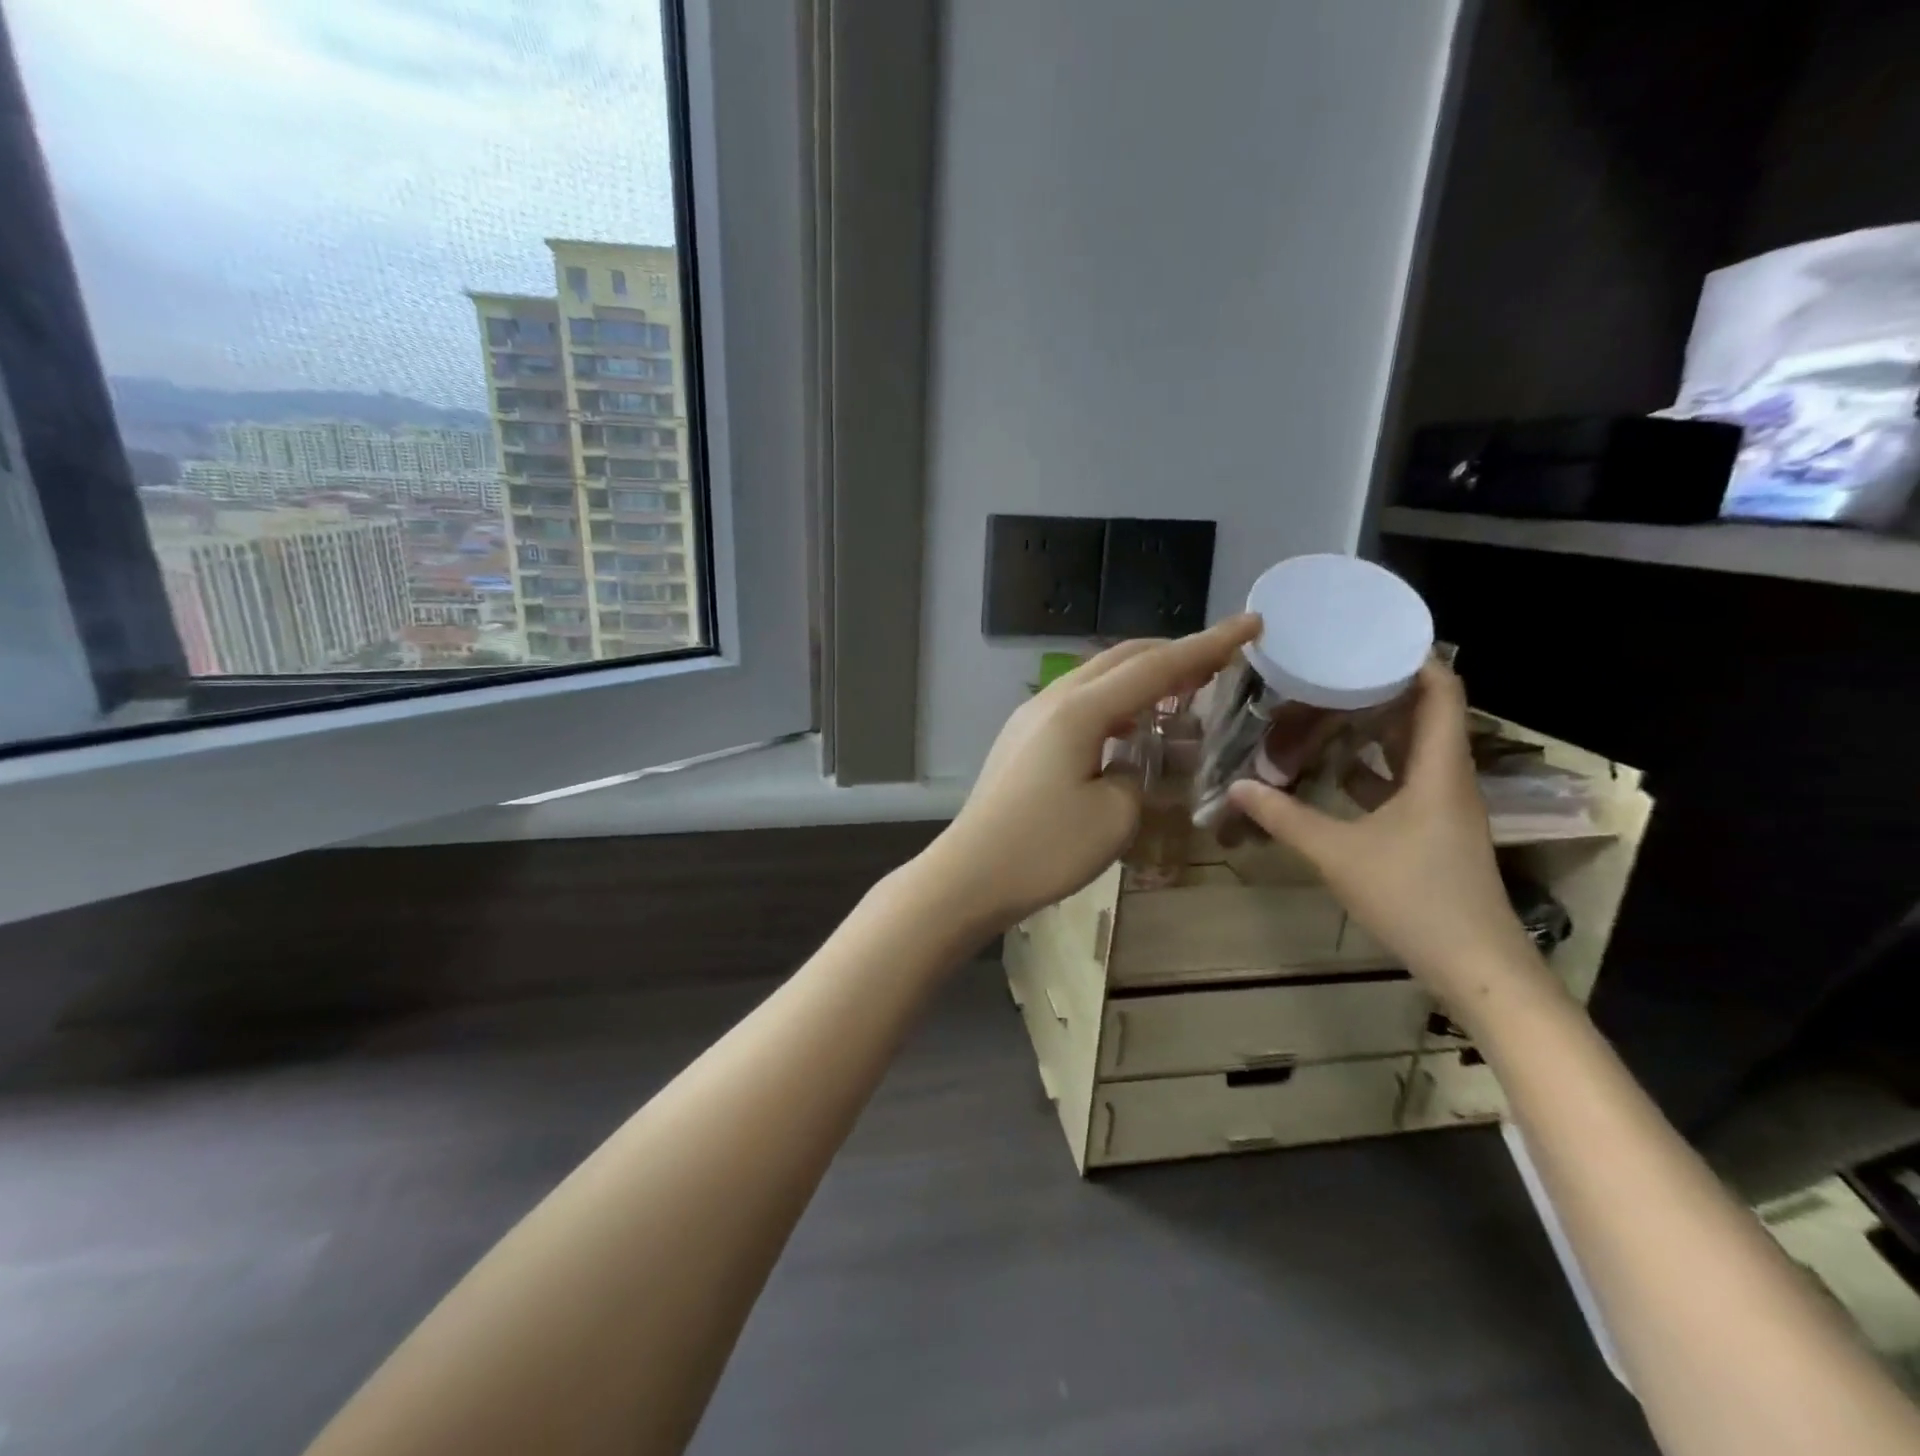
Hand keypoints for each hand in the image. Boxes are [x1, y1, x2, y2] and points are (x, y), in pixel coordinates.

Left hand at [925, 614, 1262, 930]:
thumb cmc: (1045, 848)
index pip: (1157, 667)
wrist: (970, 874)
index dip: (1208, 645)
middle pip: (1123, 658)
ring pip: (1098, 677)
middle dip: (1174, 654)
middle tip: (1218, 662)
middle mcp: (1054, 699)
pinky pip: (1078, 702)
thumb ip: (1138, 774)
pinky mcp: (1022, 738)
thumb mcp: (1115, 816)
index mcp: (1081, 710)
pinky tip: (1130, 726)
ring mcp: (1032, 716)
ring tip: (1181, 693)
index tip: (1250, 623)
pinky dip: (1114, 703)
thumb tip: (1130, 760)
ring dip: (1142, 678)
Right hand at [1226, 659, 1547, 1014]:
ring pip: (1414, 749)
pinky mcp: (1434, 830)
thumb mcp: (1339, 853)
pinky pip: (1406, 780)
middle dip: (1382, 688)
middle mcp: (1448, 778)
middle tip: (1329, 670)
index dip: (1413, 658)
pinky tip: (1335, 768)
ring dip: (1376, 727)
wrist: (1475, 965)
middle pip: (1426, 714)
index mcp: (1438, 769)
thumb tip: (1237, 787)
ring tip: (1325, 707)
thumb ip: (1286, 817)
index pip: (1442, 691)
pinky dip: (1374, 767)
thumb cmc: (1414, 897)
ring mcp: (1444, 806)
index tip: (1367, 638)